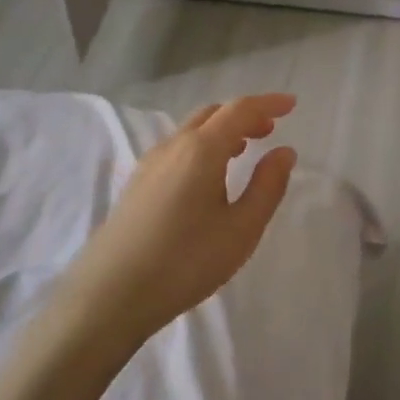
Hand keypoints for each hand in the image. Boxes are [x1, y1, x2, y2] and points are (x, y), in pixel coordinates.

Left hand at [0, 95, 296, 399]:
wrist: (108, 297)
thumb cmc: (184, 262)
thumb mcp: (241, 229)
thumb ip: (267, 186)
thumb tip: (284, 152)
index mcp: (201, 149)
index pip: (240, 110)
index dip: (268, 103)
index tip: (292, 104)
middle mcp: (173, 146)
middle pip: (213, 113)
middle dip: (244, 115)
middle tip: (270, 130)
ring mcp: (150, 164)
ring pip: (192, 130)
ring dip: (222, 130)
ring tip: (244, 150)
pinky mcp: (137, 184)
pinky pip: (177, 148)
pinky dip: (202, 146)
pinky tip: (209, 177)